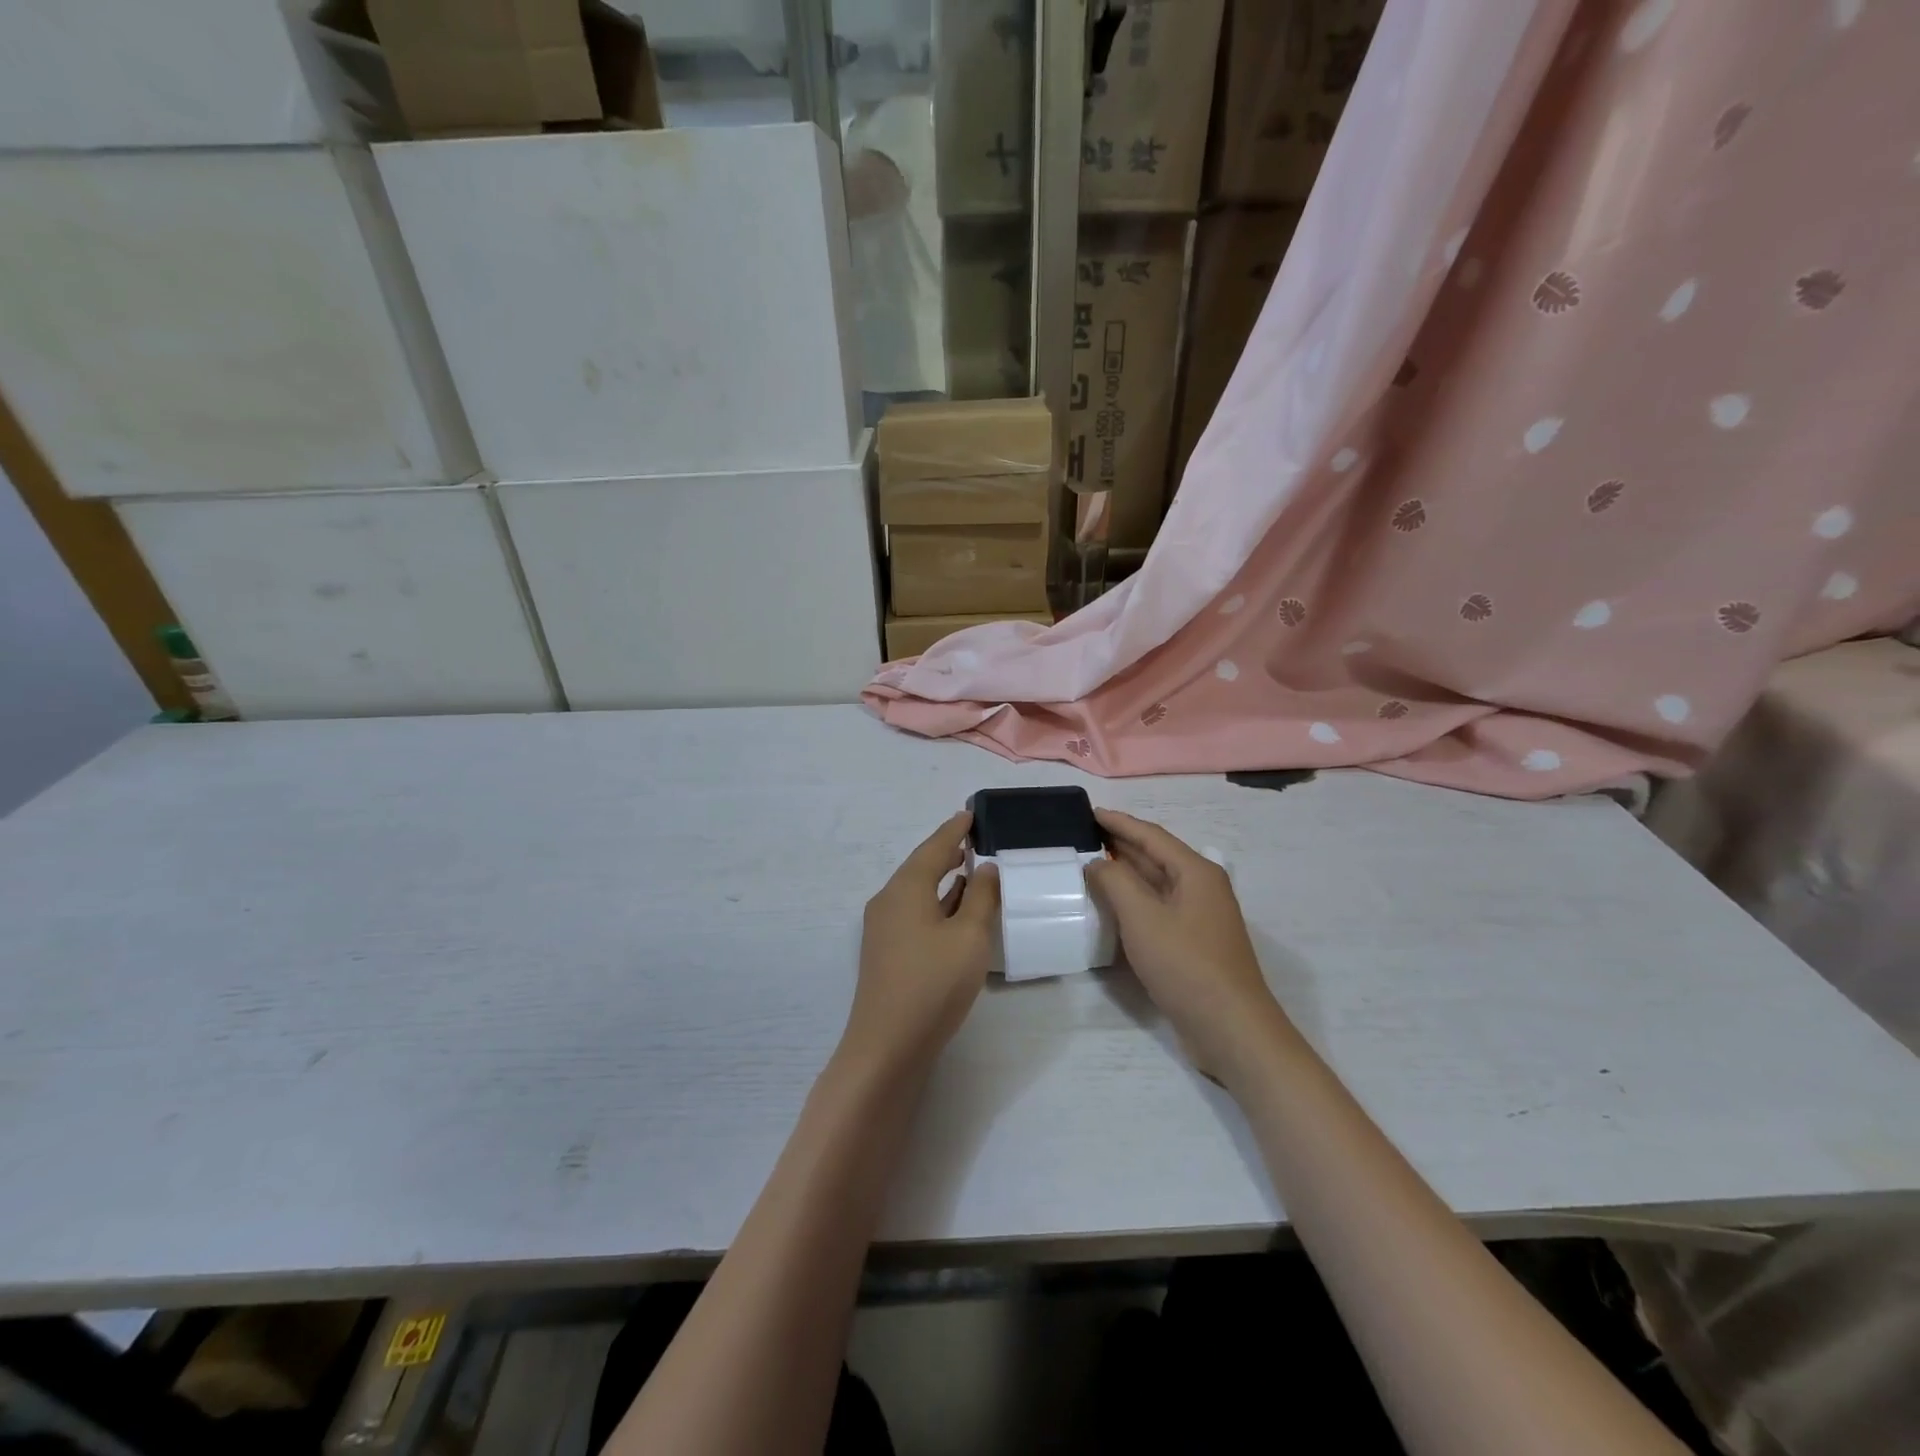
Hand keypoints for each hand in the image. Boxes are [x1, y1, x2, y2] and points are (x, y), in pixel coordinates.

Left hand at [845, 811, 1000, 1073]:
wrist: (888, 1045)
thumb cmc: (933, 983)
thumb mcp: (969, 936)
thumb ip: (982, 898)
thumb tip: (986, 869)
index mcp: (905, 888)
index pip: (933, 847)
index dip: (954, 830)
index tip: (970, 814)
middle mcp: (888, 900)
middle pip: (921, 866)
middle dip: (946, 852)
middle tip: (973, 839)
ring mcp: (883, 928)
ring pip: (917, 891)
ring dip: (942, 879)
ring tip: (969, 869)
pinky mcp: (886, 952)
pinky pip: (913, 912)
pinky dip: (935, 902)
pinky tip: (954, 910)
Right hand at [1087, 809, 1289, 1078]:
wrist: (1231, 1029)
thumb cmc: (1186, 965)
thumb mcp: (1142, 918)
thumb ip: (1115, 882)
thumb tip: (1097, 862)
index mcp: (1196, 872)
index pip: (1151, 836)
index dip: (1119, 822)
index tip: (1089, 812)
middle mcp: (1202, 887)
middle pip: (1156, 856)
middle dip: (1121, 844)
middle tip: (1084, 835)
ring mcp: (1200, 917)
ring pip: (1157, 883)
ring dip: (1126, 872)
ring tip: (1091, 864)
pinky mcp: (1194, 943)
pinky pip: (1159, 908)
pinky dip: (1134, 900)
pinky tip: (1112, 906)